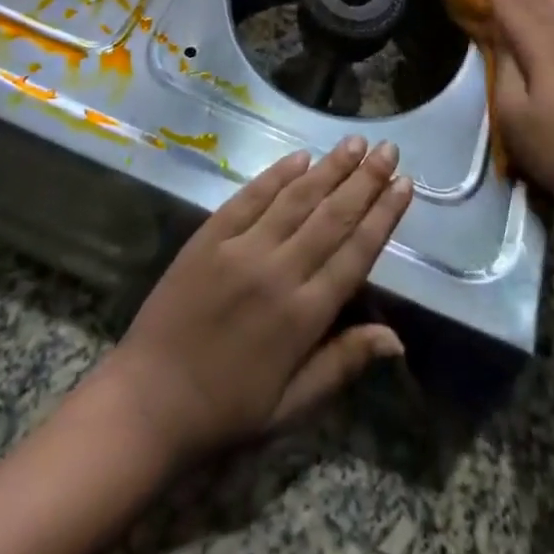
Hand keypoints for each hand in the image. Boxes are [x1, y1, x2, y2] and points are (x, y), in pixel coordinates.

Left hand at [94, 138, 412, 464]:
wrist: (148, 402)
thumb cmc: (227, 411)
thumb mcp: (292, 406)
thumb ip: (343, 363)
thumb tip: (397, 339)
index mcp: (304, 316)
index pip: (356, 252)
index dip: (383, 215)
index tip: (405, 184)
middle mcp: (278, 272)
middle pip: (332, 216)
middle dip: (365, 180)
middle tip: (389, 148)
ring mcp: (241, 249)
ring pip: (296, 198)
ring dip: (329, 168)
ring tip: (355, 143)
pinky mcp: (210, 236)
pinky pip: (250, 196)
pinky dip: (277, 174)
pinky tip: (300, 156)